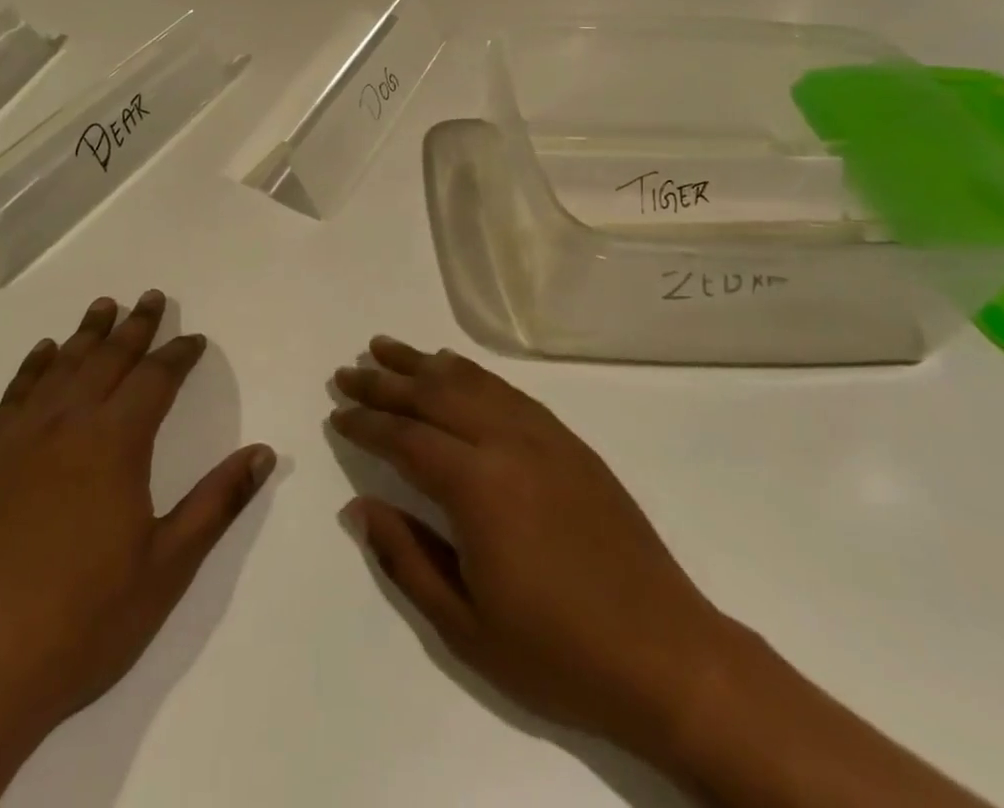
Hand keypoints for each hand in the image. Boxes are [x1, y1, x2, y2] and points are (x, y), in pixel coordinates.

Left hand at [0, 290, 275, 745]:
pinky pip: (15, 396)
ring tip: (104, 305)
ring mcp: (19, 441)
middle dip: (136, 326)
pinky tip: (43, 353)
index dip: (179, 355)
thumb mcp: (167, 568)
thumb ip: (217, 503)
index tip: (195, 339)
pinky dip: (34, 367)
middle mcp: (67, 425)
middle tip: (152, 296)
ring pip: (61, 367)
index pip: (156, 379)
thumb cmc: (82, 623)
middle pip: (108, 359)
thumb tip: (263, 452)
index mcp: (115, 444)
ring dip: (87, 333)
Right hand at [331, 337, 735, 761]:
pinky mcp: (568, 440)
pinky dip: (471, 372)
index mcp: (477, 486)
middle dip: (384, 382)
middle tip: (348, 371)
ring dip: (423, 363)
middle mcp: (506, 442)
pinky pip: (507, 390)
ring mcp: (542, 435)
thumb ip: (406, 558)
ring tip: (387, 348)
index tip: (337, 413)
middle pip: (432, 395)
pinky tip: (453, 367)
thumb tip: (359, 506)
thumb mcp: (465, 626)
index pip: (405, 438)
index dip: (366, 423)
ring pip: (470, 382)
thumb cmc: (557, 652)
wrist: (666, 656)